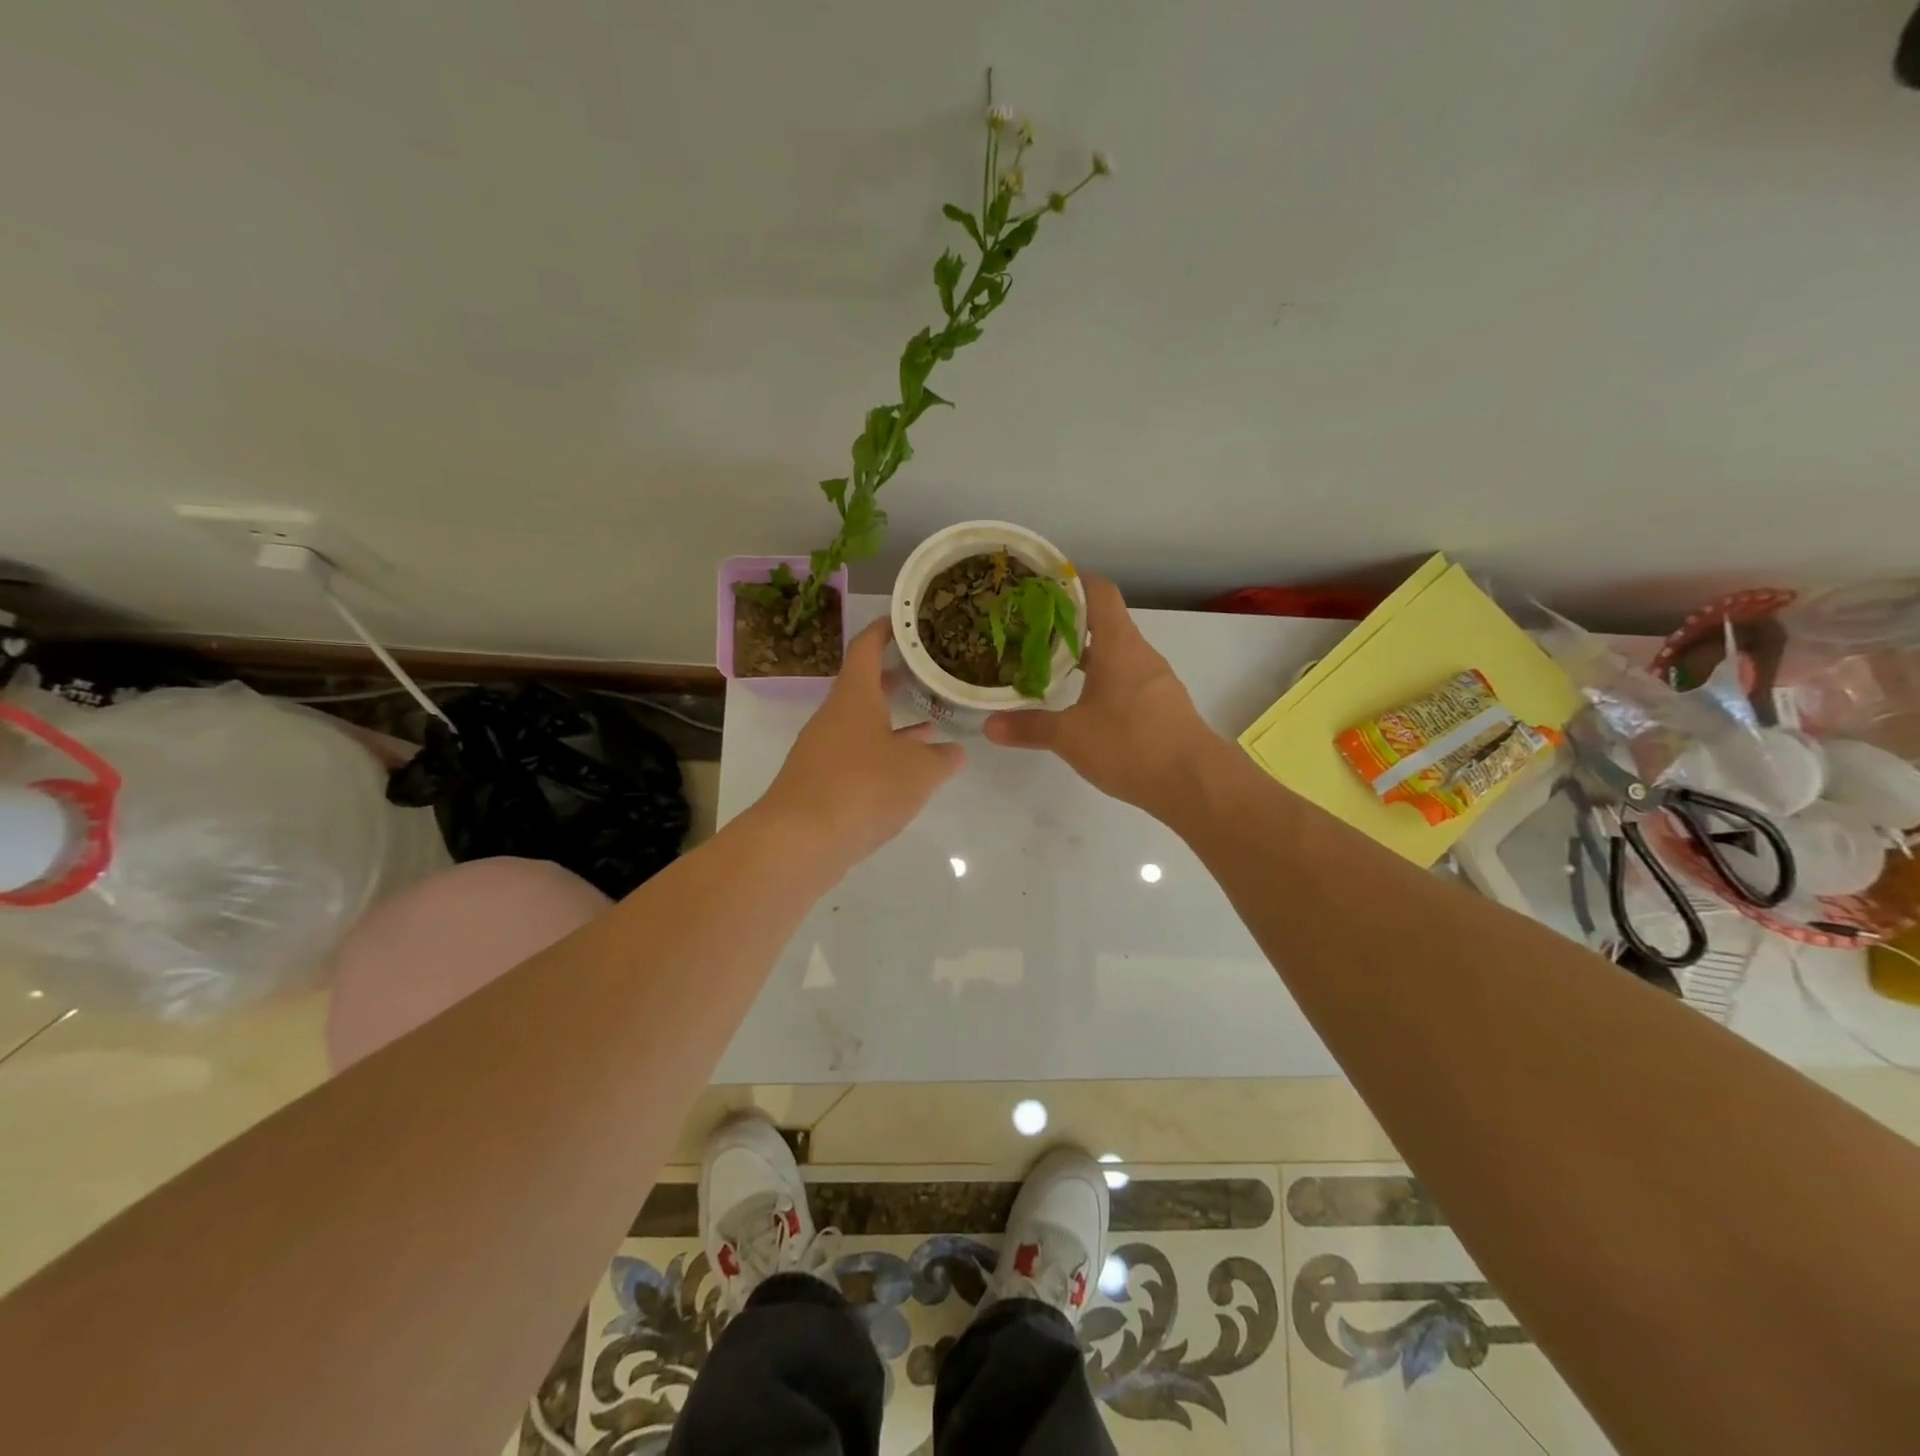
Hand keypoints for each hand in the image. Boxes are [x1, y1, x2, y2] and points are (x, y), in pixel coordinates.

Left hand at [758, 620, 965, 866]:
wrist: (800, 841)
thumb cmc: (863, 788)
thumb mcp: (919, 772)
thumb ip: (941, 759)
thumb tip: (954, 751)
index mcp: (854, 697)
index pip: (866, 647)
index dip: (885, 630)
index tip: (905, 621)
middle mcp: (834, 716)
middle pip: (865, 686)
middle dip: (896, 679)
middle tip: (928, 673)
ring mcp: (823, 750)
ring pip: (863, 725)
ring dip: (893, 722)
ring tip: (930, 723)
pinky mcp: (820, 782)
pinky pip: (856, 757)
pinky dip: (882, 755)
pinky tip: (905, 774)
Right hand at [984, 576, 1218, 819]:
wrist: (1194, 782)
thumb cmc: (1130, 745)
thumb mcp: (1070, 736)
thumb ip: (1029, 727)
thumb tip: (989, 726)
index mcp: (1118, 645)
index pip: (1099, 591)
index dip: (1071, 581)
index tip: (1039, 586)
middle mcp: (1139, 653)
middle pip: (1104, 621)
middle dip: (1068, 622)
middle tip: (1029, 630)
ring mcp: (1155, 680)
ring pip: (1115, 652)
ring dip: (1085, 654)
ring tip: (1048, 664)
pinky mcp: (1161, 705)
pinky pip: (1126, 678)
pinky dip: (1102, 679)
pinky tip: (1081, 702)